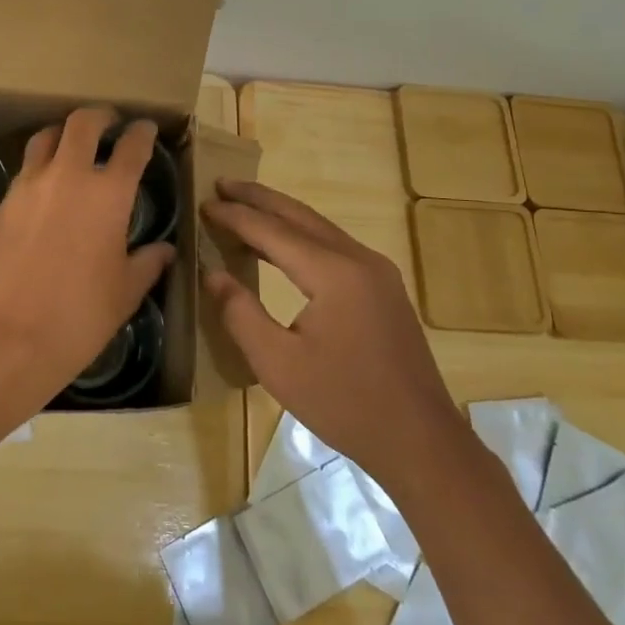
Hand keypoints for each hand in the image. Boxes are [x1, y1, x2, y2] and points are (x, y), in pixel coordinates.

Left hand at [0, 109, 174, 425]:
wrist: (8, 336)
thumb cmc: (80, 316)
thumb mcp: (125, 292)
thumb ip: (148, 263)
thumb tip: (165, 250)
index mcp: (109, 193)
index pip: (131, 146)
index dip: (142, 133)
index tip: (146, 130)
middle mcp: (69, 176)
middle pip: (83, 122)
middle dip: (100, 116)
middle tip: (109, 123)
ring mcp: (31, 185)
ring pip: (46, 137)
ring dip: (64, 134)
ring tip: (72, 146)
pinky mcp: (4, 201)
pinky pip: (26, 168)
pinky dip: (41, 164)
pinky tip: (46, 186)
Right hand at [202, 180, 463, 492]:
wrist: (420, 440)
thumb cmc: (344, 404)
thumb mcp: (278, 365)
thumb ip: (240, 313)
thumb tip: (213, 273)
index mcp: (334, 273)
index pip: (273, 231)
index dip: (235, 216)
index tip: (203, 203)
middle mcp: (359, 259)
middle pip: (299, 215)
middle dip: (258, 198)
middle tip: (221, 184)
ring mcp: (377, 271)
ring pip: (319, 227)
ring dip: (280, 214)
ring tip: (244, 205)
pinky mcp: (384, 287)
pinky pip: (334, 245)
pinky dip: (301, 235)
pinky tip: (282, 245)